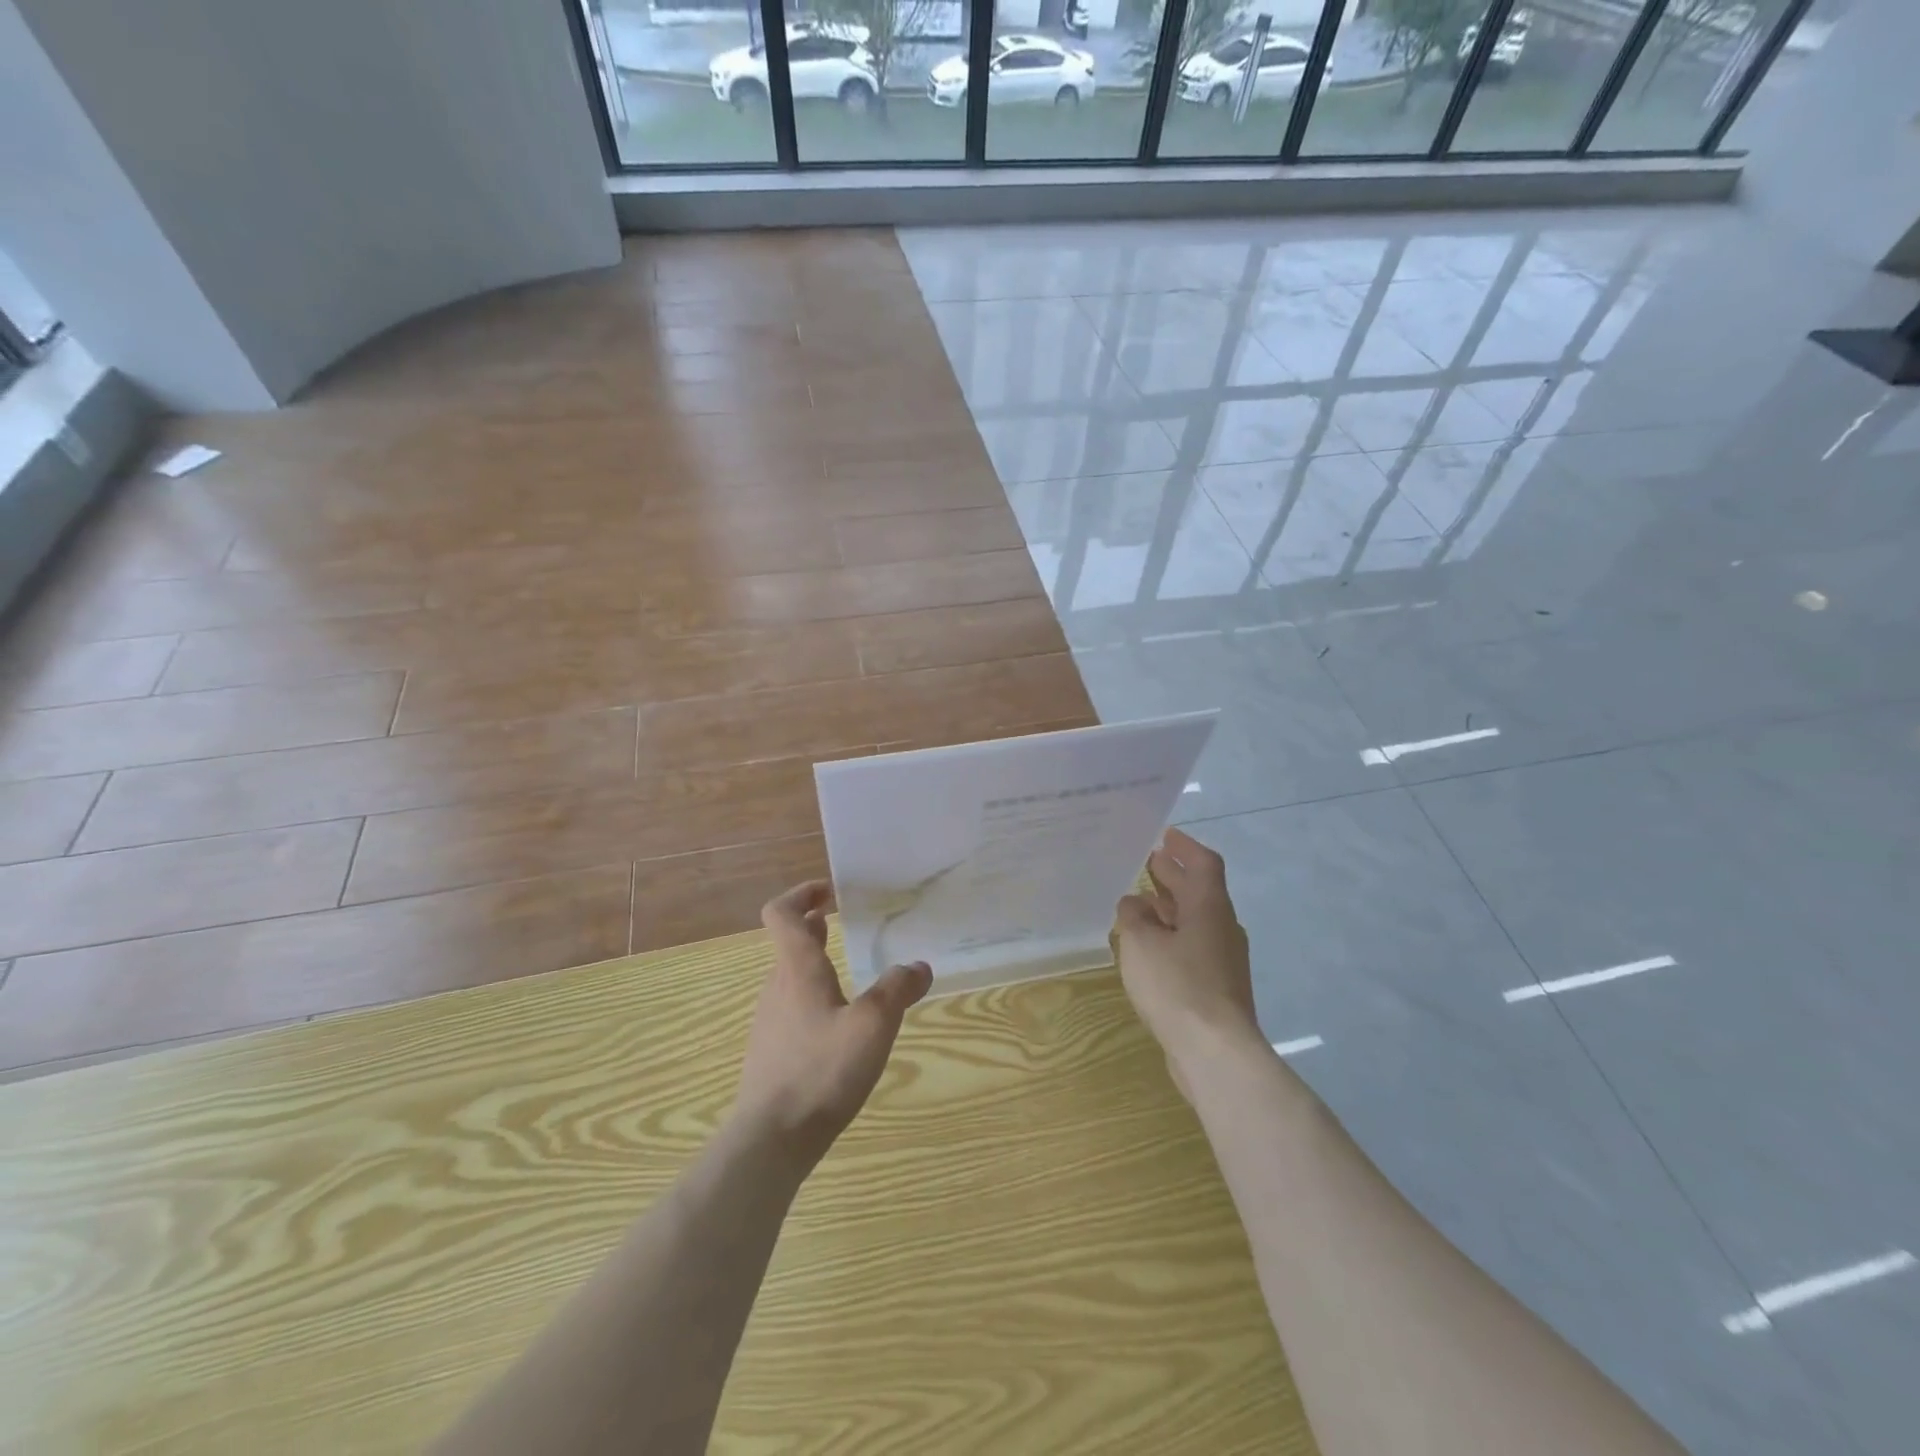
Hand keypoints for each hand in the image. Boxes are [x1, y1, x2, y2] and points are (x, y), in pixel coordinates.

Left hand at [733, 881, 932, 1169]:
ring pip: (790, 978)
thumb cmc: (821, 1070)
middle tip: (840, 922)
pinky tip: (838, 1025)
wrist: (771, 1140)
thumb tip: (919, 966)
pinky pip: (791, 1010)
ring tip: (847, 972)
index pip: (781, 914)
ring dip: (814, 963)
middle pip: (788, 944)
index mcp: (797, 970)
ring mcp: (770, 1023)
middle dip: (812, 927)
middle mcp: (777, 988)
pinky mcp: (771, 1054)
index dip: (801, 894)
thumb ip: (898, 990)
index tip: (828, 891)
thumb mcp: (873, 1025)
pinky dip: (812, 998)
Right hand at [1115, 829, 1260, 1089]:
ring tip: (1140, 900)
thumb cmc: (1177, 986)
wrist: (1215, 1052)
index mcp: (1209, 908)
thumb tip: (1135, 904)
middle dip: (1173, 875)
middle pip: (1199, 891)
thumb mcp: (1141, 943)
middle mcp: (1221, 927)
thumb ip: (1133, 917)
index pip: (1203, 864)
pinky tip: (1148, 946)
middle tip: (1148, 861)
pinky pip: (1191, 946)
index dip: (1184, 847)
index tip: (1164, 835)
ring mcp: (1221, 959)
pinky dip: (1170, 935)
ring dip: (1170, 906)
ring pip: (1194, 920)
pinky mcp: (1215, 986)